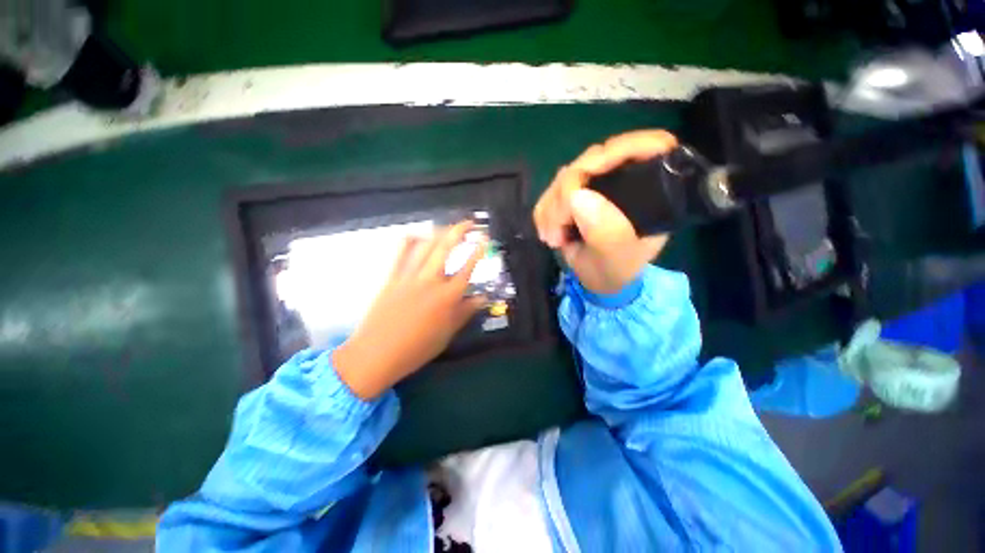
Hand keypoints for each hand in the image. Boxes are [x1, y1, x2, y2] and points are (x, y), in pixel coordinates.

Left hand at [333, 221, 486, 399]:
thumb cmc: (417, 348)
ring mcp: (409, 276)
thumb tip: (482, 298)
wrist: (377, 354)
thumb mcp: (447, 333)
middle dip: (459, 230)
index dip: (478, 250)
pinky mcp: (391, 277)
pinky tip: (417, 236)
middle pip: (446, 247)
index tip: (485, 238)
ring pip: (425, 245)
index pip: (467, 267)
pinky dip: (410, 240)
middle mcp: (430, 280)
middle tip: (469, 223)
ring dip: (438, 232)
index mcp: (448, 296)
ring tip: (447, 228)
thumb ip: (466, 312)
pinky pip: (400, 252)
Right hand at [533, 130, 676, 294]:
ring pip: (567, 174)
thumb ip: (605, 233)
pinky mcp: (578, 192)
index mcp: (653, 191)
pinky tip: (548, 232)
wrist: (598, 279)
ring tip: (552, 239)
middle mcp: (626, 179)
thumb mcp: (615, 259)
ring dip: (551, 208)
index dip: (615, 151)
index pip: (648, 146)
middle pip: (594, 160)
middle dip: (565, 194)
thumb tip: (577, 196)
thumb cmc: (615, 271)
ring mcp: (599, 184)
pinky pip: (553, 190)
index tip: (580, 177)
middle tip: (556, 232)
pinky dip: (544, 211)